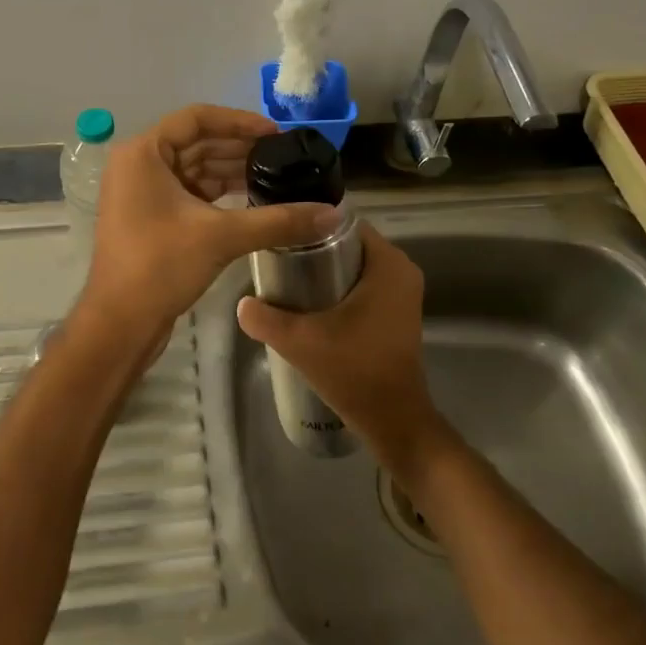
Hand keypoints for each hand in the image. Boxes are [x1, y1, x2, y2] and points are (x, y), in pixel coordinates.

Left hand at [77, 105, 337, 346]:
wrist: (120, 324)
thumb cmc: (160, 266)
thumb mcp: (222, 237)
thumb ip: (278, 220)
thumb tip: (333, 214)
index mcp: (143, 153)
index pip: (197, 118)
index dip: (240, 122)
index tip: (277, 134)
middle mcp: (139, 164)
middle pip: (197, 142)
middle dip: (241, 148)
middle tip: (285, 158)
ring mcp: (142, 191)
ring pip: (195, 168)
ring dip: (233, 171)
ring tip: (277, 178)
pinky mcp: (151, 216)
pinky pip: (190, 191)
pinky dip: (220, 193)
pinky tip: (253, 200)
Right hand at [236, 224, 444, 470]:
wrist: (393, 420)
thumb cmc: (353, 371)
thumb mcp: (300, 342)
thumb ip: (265, 319)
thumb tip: (242, 303)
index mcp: (388, 264)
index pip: (345, 224)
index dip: (311, 226)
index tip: (281, 236)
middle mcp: (402, 271)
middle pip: (349, 244)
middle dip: (315, 249)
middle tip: (279, 260)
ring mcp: (403, 293)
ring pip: (356, 266)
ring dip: (325, 271)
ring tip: (288, 281)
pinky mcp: (398, 313)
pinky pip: (365, 285)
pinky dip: (340, 288)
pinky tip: (310, 304)